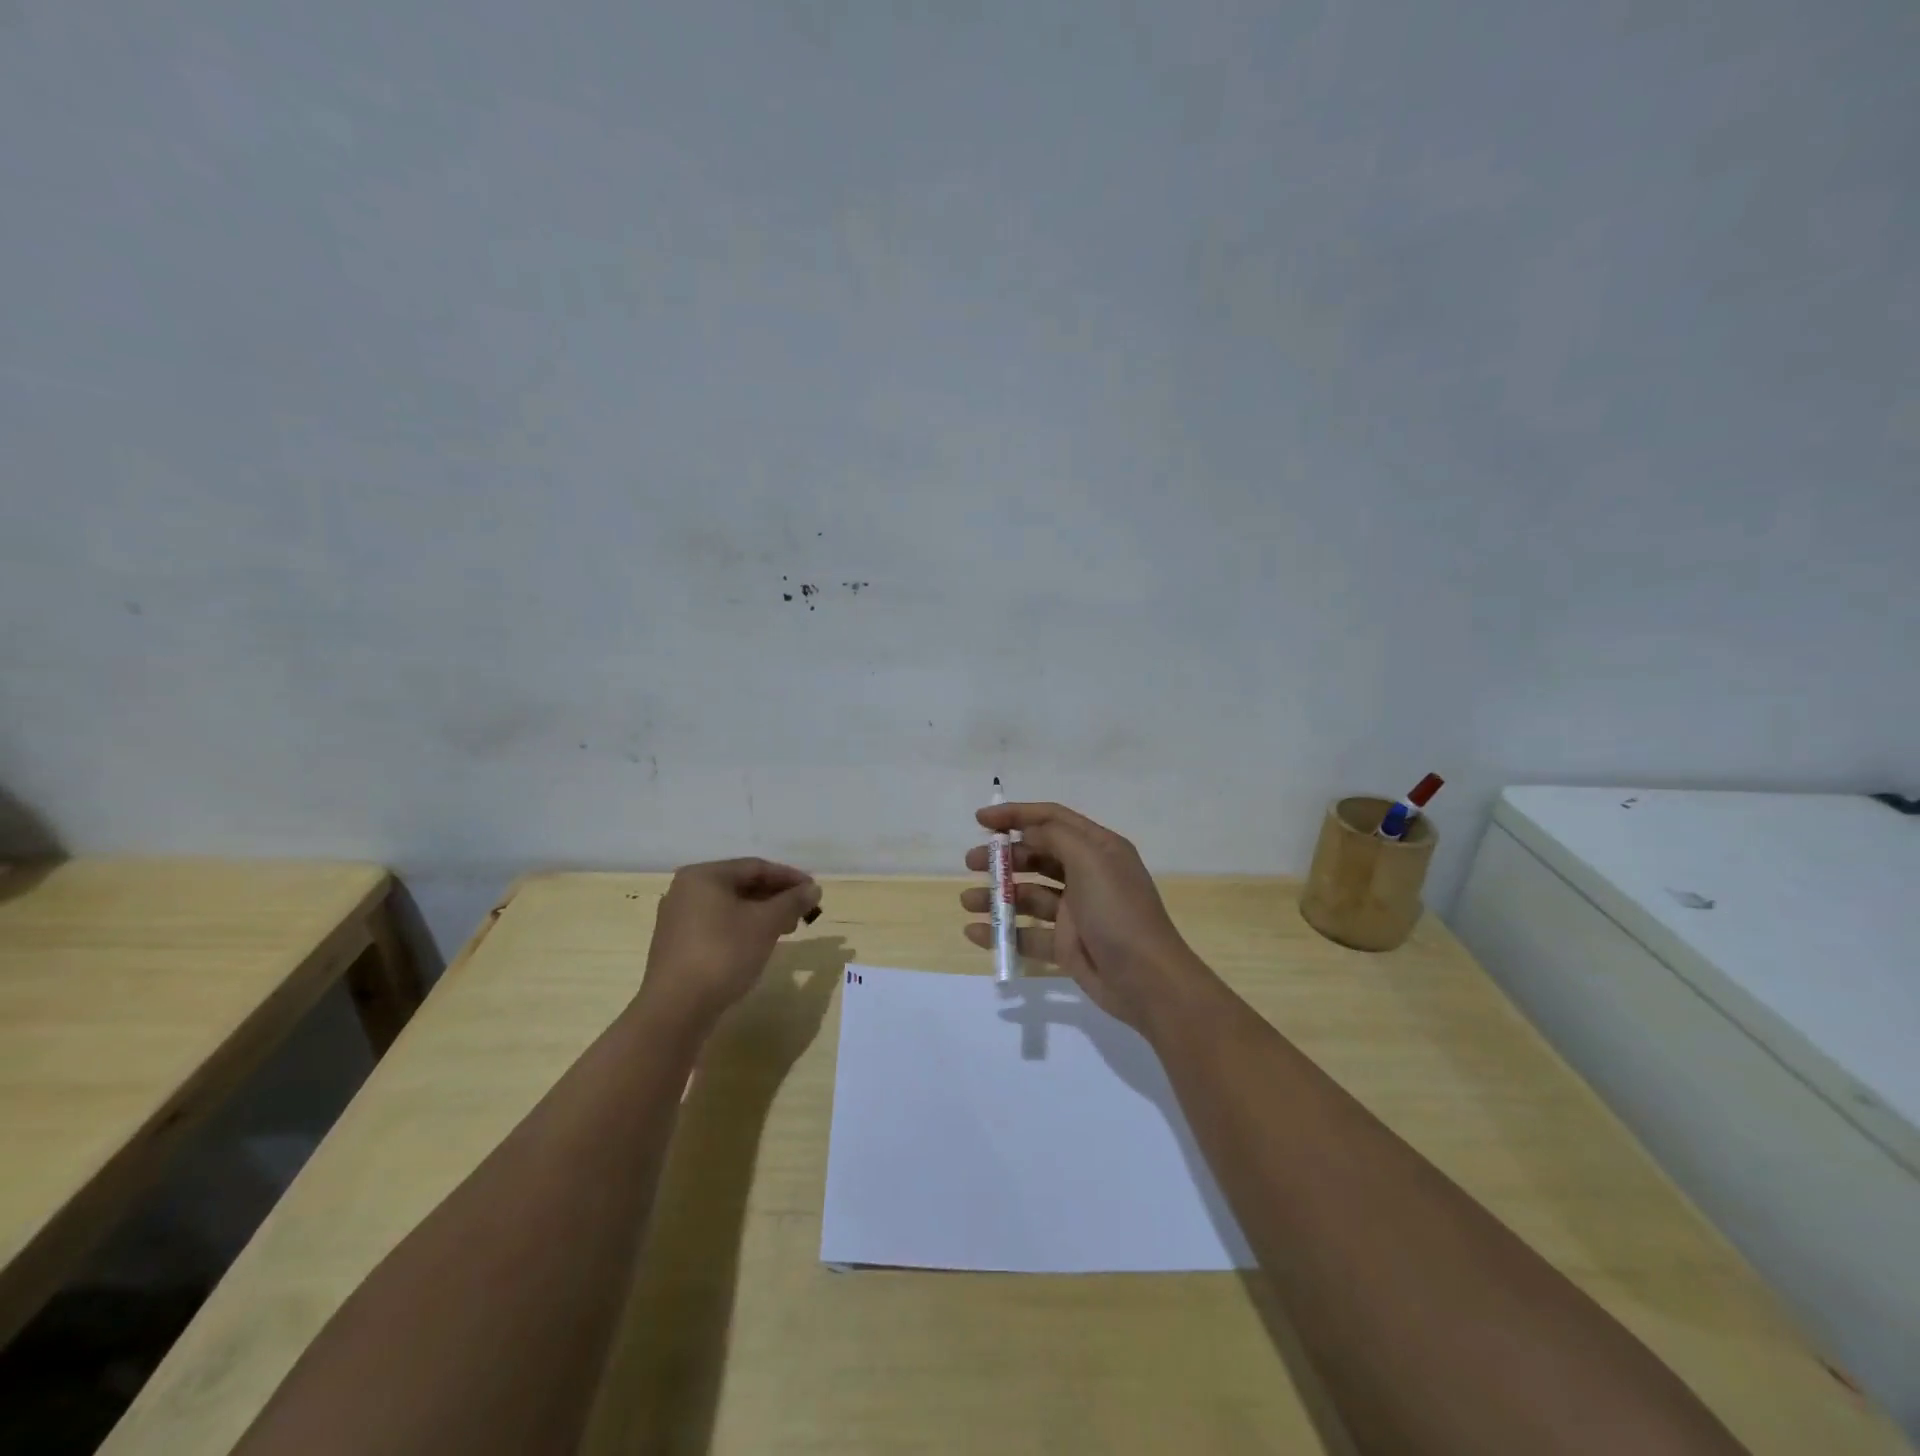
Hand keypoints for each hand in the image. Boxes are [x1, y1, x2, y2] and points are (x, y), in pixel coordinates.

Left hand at [641, 858, 821, 1024]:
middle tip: (804, 911)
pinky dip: (743, 928)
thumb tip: (814, 888)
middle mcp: (687, 890)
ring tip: (788, 929)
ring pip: (730, 907)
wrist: (675, 1010)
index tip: (814, 890)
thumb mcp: (765, 924)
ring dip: (762, 914)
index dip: (789, 877)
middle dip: (776, 897)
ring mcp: (679, 919)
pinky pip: (718, 926)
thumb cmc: (723, 954)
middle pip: (742, 885)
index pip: (755, 867)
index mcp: (704, 876)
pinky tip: (759, 944)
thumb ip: (792, 902)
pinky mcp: (678, 945)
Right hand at [960, 803, 1215, 1034]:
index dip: (1016, 815)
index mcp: (1097, 848)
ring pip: (1028, 895)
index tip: (981, 821)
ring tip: (967, 901)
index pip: (1052, 819)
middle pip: (1036, 855)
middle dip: (1002, 857)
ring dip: (997, 895)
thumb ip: (1056, 837)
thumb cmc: (1119, 912)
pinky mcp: (1066, 945)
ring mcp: (1075, 911)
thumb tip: (1028, 831)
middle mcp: (1086, 875)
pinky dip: (1001, 932)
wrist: (1147, 980)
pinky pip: (1027, 934)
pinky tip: (975, 932)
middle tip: (970, 863)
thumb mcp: (1091, 861)